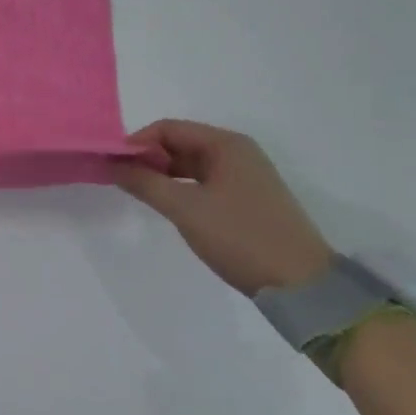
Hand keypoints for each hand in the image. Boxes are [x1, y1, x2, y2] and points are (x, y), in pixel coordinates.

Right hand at [114, 119, 333, 296]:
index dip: (137, 143)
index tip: (113, 165)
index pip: (168, 128)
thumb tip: (112, 164)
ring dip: (163, 175)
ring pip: (191, 165)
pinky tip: (168, 207)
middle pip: (179, 144)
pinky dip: (181, 189)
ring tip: (140, 194)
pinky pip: (204, 183)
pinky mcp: (248, 200)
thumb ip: (144, 182)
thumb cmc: (241, 237)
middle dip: (148, 158)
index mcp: (226, 144)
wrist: (303, 286)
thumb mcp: (185, 208)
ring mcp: (245, 177)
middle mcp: (237, 153)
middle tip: (121, 181)